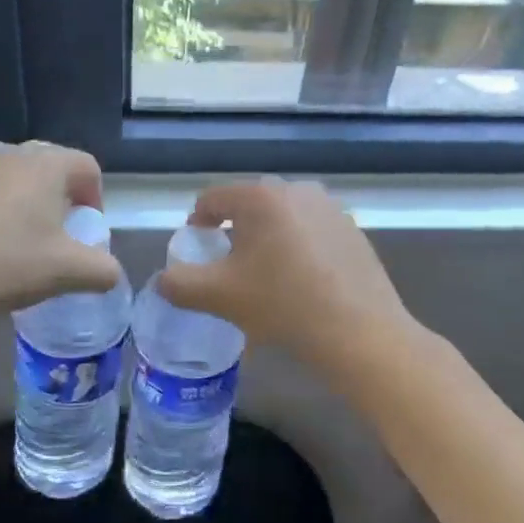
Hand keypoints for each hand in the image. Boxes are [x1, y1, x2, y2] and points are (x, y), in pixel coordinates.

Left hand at [0, 141, 121, 331]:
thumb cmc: (1, 267)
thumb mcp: (66, 275)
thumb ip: (102, 270)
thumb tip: (111, 271)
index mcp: (44, 165)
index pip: (86, 166)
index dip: (94, 197)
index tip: (85, 229)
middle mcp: (4, 150)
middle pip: (44, 166)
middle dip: (54, 197)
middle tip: (50, 235)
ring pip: (2, 174)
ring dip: (13, 199)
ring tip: (5, 238)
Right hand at [160, 178, 415, 380]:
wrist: (359, 332)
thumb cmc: (282, 305)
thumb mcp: (218, 297)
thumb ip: (179, 284)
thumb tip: (164, 280)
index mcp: (261, 196)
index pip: (212, 198)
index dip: (196, 224)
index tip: (197, 253)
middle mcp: (297, 190)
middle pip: (249, 206)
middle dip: (233, 233)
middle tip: (229, 270)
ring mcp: (331, 208)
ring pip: (282, 219)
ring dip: (267, 240)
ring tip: (266, 278)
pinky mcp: (354, 230)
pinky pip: (311, 232)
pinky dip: (298, 249)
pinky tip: (302, 283)